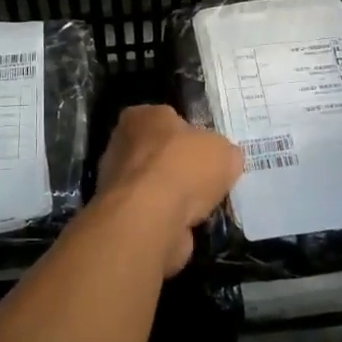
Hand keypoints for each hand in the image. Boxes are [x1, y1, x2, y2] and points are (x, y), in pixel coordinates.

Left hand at [94, 105, 243, 274]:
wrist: (151, 219)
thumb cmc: (184, 167)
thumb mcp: (223, 150)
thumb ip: (222, 152)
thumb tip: (223, 161)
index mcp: (142, 116)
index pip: (168, 118)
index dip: (190, 134)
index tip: (208, 151)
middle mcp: (122, 144)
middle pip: (160, 153)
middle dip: (181, 167)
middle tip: (208, 180)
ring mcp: (117, 183)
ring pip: (155, 185)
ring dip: (175, 196)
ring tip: (204, 207)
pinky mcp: (121, 216)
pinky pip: (153, 213)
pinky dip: (170, 220)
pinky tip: (190, 225)